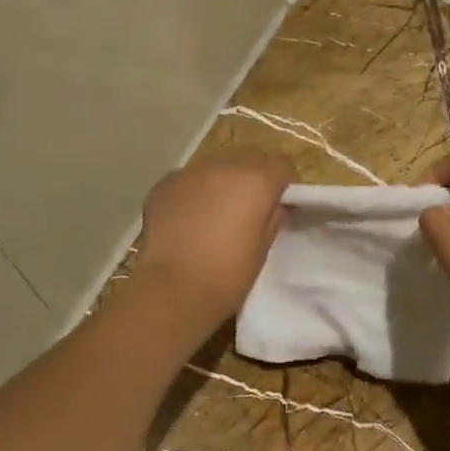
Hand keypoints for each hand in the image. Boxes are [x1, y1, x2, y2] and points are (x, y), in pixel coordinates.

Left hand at [133, 152, 294, 326]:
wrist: (174, 289)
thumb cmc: (228, 275)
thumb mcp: (263, 248)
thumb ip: (273, 217)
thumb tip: (276, 204)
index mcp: (257, 181)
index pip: (282, 166)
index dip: (285, 184)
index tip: (281, 203)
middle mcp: (225, 166)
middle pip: (248, 160)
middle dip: (253, 178)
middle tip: (249, 207)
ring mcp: (191, 172)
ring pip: (216, 166)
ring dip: (222, 181)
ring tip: (216, 211)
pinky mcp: (164, 184)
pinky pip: (188, 179)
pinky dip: (194, 191)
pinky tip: (189, 217)